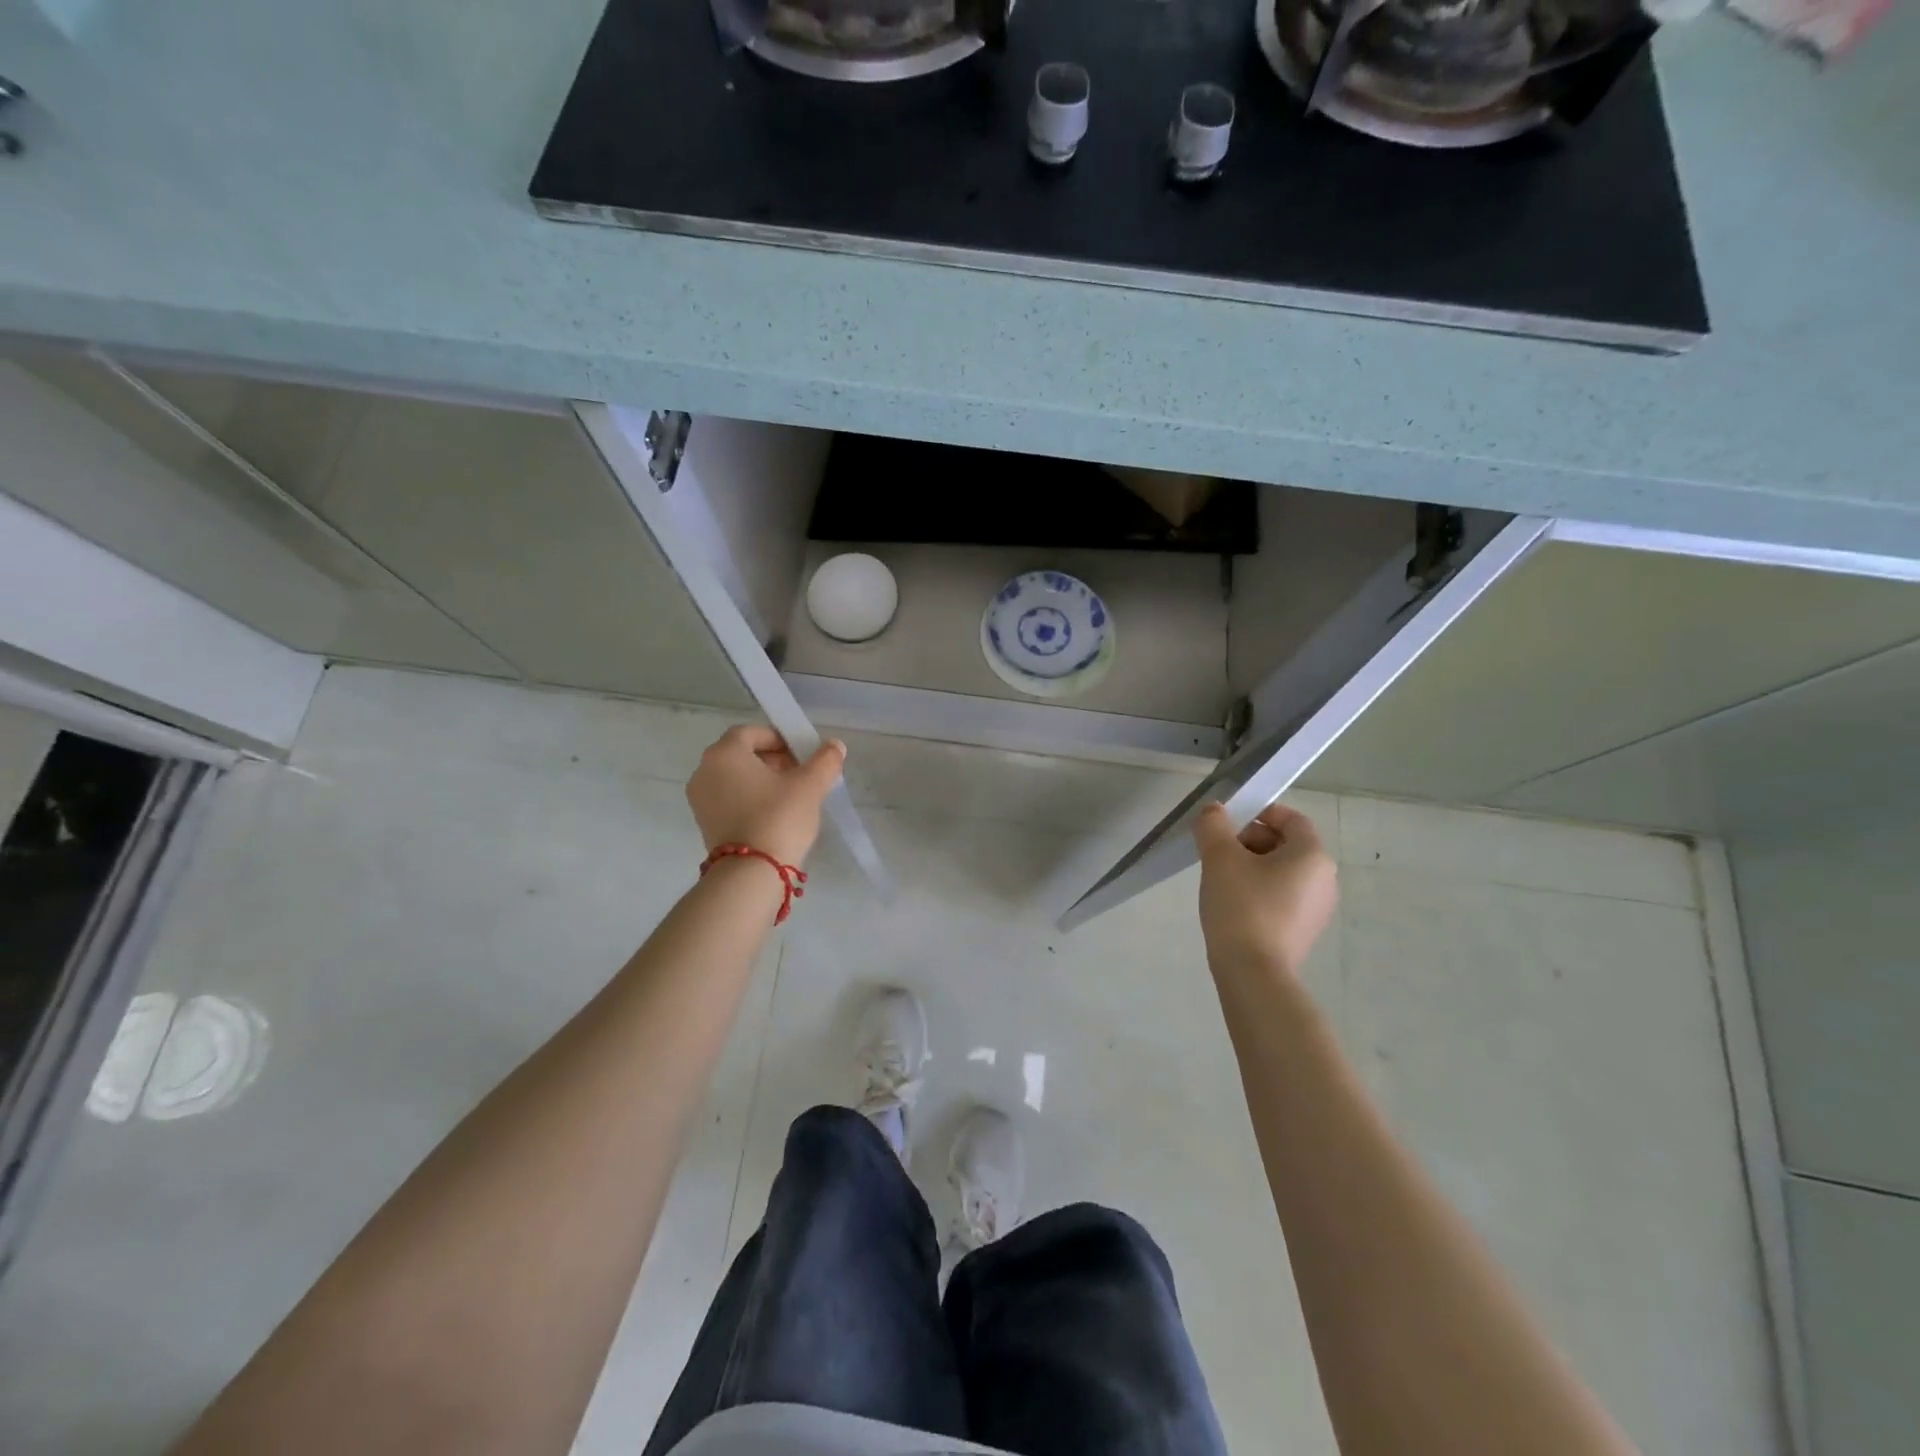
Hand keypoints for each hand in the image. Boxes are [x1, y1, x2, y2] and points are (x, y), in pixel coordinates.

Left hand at [686, 725, 845, 868]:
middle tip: (799, 774)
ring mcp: (700, 799)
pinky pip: (728, 799)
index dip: (778, 738)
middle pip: (740, 754)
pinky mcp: (704, 824)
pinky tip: (774, 815)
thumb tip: (835, 746)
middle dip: (772, 759)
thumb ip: (825, 760)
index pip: (751, 732)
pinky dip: (749, 799)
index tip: (801, 754)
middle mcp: (704, 771)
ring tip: (790, 796)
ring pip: (734, 778)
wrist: (751, 873)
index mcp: (724, 754)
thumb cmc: (779, 817)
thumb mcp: (810, 785)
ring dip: (761, 780)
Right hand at [1194, 801, 1337, 978]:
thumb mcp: (1220, 858)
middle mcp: (1324, 879)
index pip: (1292, 819)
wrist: (1253, 973)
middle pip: (1287, 844)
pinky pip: (1282, 897)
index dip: (1261, 813)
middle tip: (1217, 849)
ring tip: (1220, 877)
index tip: (1229, 821)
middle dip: (1250, 840)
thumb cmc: (1242, 906)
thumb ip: (1214, 826)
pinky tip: (1232, 902)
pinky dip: (1259, 890)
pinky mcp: (1303, 931)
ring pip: (1282, 872)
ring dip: (1252, 866)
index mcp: (1313, 855)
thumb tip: (1214, 810)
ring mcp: (1317, 909)